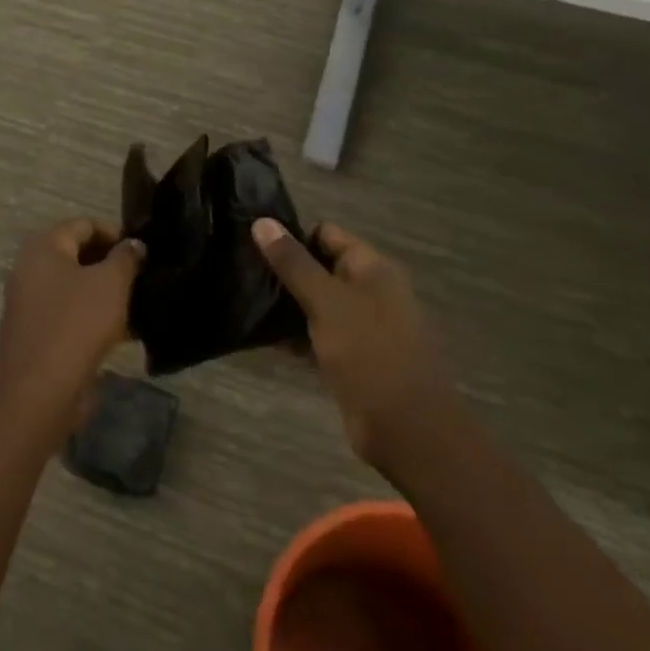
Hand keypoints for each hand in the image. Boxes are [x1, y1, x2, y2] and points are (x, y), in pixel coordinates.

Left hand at [0, 219, 144, 421]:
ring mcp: (31, 304)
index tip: (144, 250)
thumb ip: (126, 257)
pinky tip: (126, 332)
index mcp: (44, 247)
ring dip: (106, 293)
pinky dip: (96, 318)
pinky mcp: (38, 334)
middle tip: (144, 276)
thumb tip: (134, 244)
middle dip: (112, 263)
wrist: (39, 392)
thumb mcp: (111, 283)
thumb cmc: (76, 324)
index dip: (116, 233)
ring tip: (140, 303)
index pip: (84, 225)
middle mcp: (31, 269)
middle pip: (79, 255)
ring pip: (77, 287)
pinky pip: (71, 315)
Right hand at [253, 219, 452, 476]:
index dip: (293, 235)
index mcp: (373, 268)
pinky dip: (295, 335)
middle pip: (321, 268)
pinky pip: (318, 336)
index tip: (254, 242)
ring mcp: (362, 328)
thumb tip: (261, 220)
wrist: (406, 429)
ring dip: (287, 304)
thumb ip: (293, 262)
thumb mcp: (326, 301)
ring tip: (245, 299)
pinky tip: (261, 335)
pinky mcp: (352, 359)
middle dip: (286, 271)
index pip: (327, 234)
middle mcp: (371, 292)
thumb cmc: (369, 352)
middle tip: (243, 271)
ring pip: (318, 304)